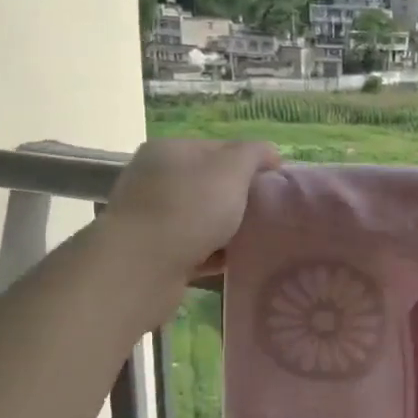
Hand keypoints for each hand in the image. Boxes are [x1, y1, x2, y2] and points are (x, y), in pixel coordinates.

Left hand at [100, 138, 280, 286]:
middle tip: (268, 214)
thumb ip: (254, 154)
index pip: (220, 148)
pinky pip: (193, 248)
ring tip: (255, 241)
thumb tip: (270, 152)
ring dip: (227, 229)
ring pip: (201, 218)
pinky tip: (233, 263)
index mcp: (170, 150)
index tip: (276, 185)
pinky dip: (212, 254)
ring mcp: (150, 217)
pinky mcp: (152, 253)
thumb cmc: (189, 210)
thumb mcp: (231, 170)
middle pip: (209, 184)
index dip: (251, 163)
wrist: (141, 269)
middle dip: (239, 199)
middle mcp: (155, 179)